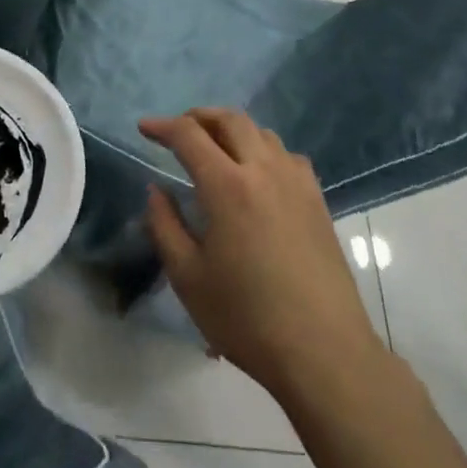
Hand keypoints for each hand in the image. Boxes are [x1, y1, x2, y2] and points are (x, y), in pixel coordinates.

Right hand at [142, 109, 379, 402]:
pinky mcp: (318, 202)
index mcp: (227, 186)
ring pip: (262, 134)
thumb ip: (165, 225)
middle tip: (178, 130)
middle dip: (199, 116)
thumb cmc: (246, 318)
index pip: (189, 136)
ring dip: (233, 130)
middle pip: (230, 120)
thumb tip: (156, 190)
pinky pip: (288, 157)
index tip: (144, 128)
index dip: (162, 126)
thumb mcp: (188, 277)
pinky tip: (258, 175)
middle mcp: (264, 171)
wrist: (322, 351)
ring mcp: (297, 184)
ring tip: (215, 148)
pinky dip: (264, 150)